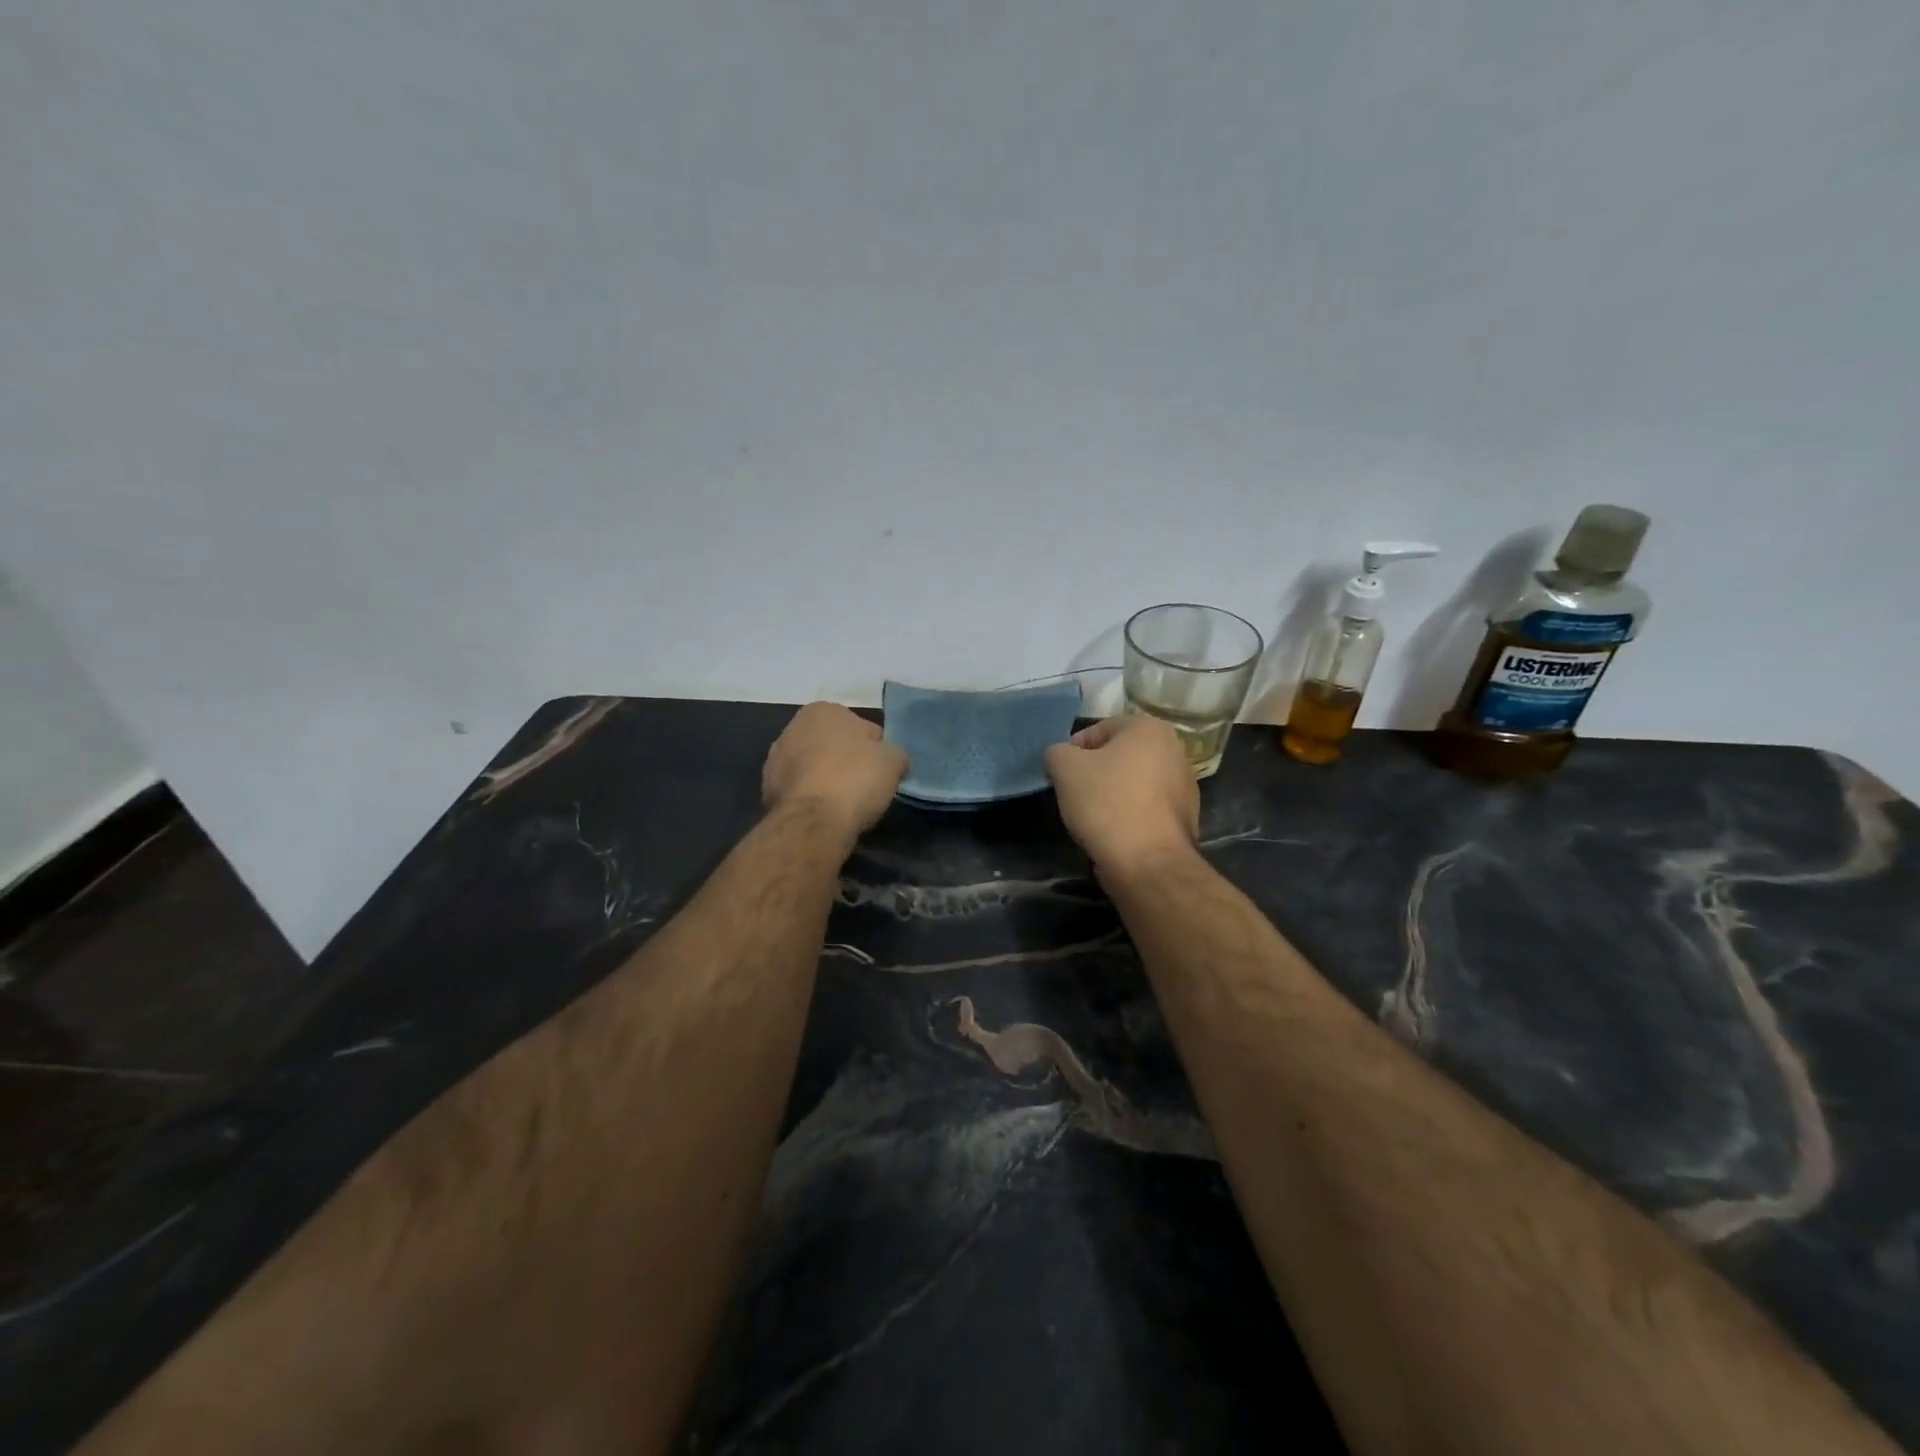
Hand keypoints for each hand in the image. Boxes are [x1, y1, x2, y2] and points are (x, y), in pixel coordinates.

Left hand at [763, 703, 907, 839]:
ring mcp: (775, 759)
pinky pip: (800, 789)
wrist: (813, 821)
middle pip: (833, 745)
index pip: (861, 727)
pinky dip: (812, 797)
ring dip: (826, 779)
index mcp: (823, 711)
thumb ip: (894, 755)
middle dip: (846, 761)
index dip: (876, 750)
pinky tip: (824, 813)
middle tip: (865, 786)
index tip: (882, 771)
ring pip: (813, 767)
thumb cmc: (855, 779)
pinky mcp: (766, 789)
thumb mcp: (893, 762)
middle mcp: (793, 727)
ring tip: (844, 803)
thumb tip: (892, 761)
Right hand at [1044, 715, 1199, 878]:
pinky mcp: (1185, 817)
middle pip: (1119, 755)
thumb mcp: (1065, 768)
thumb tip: (1060, 756)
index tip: (1061, 774)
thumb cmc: (1106, 803)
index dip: (1073, 750)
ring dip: (1111, 793)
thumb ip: (1057, 752)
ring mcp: (1184, 785)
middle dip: (1094, 771)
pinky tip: (1114, 831)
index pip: (1100, 729)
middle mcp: (1175, 750)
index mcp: (1150, 729)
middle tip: (1074, 793)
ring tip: (1092, 816)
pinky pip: (1145, 807)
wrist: (1148, 862)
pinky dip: (1128, 814)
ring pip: (1133, 782)